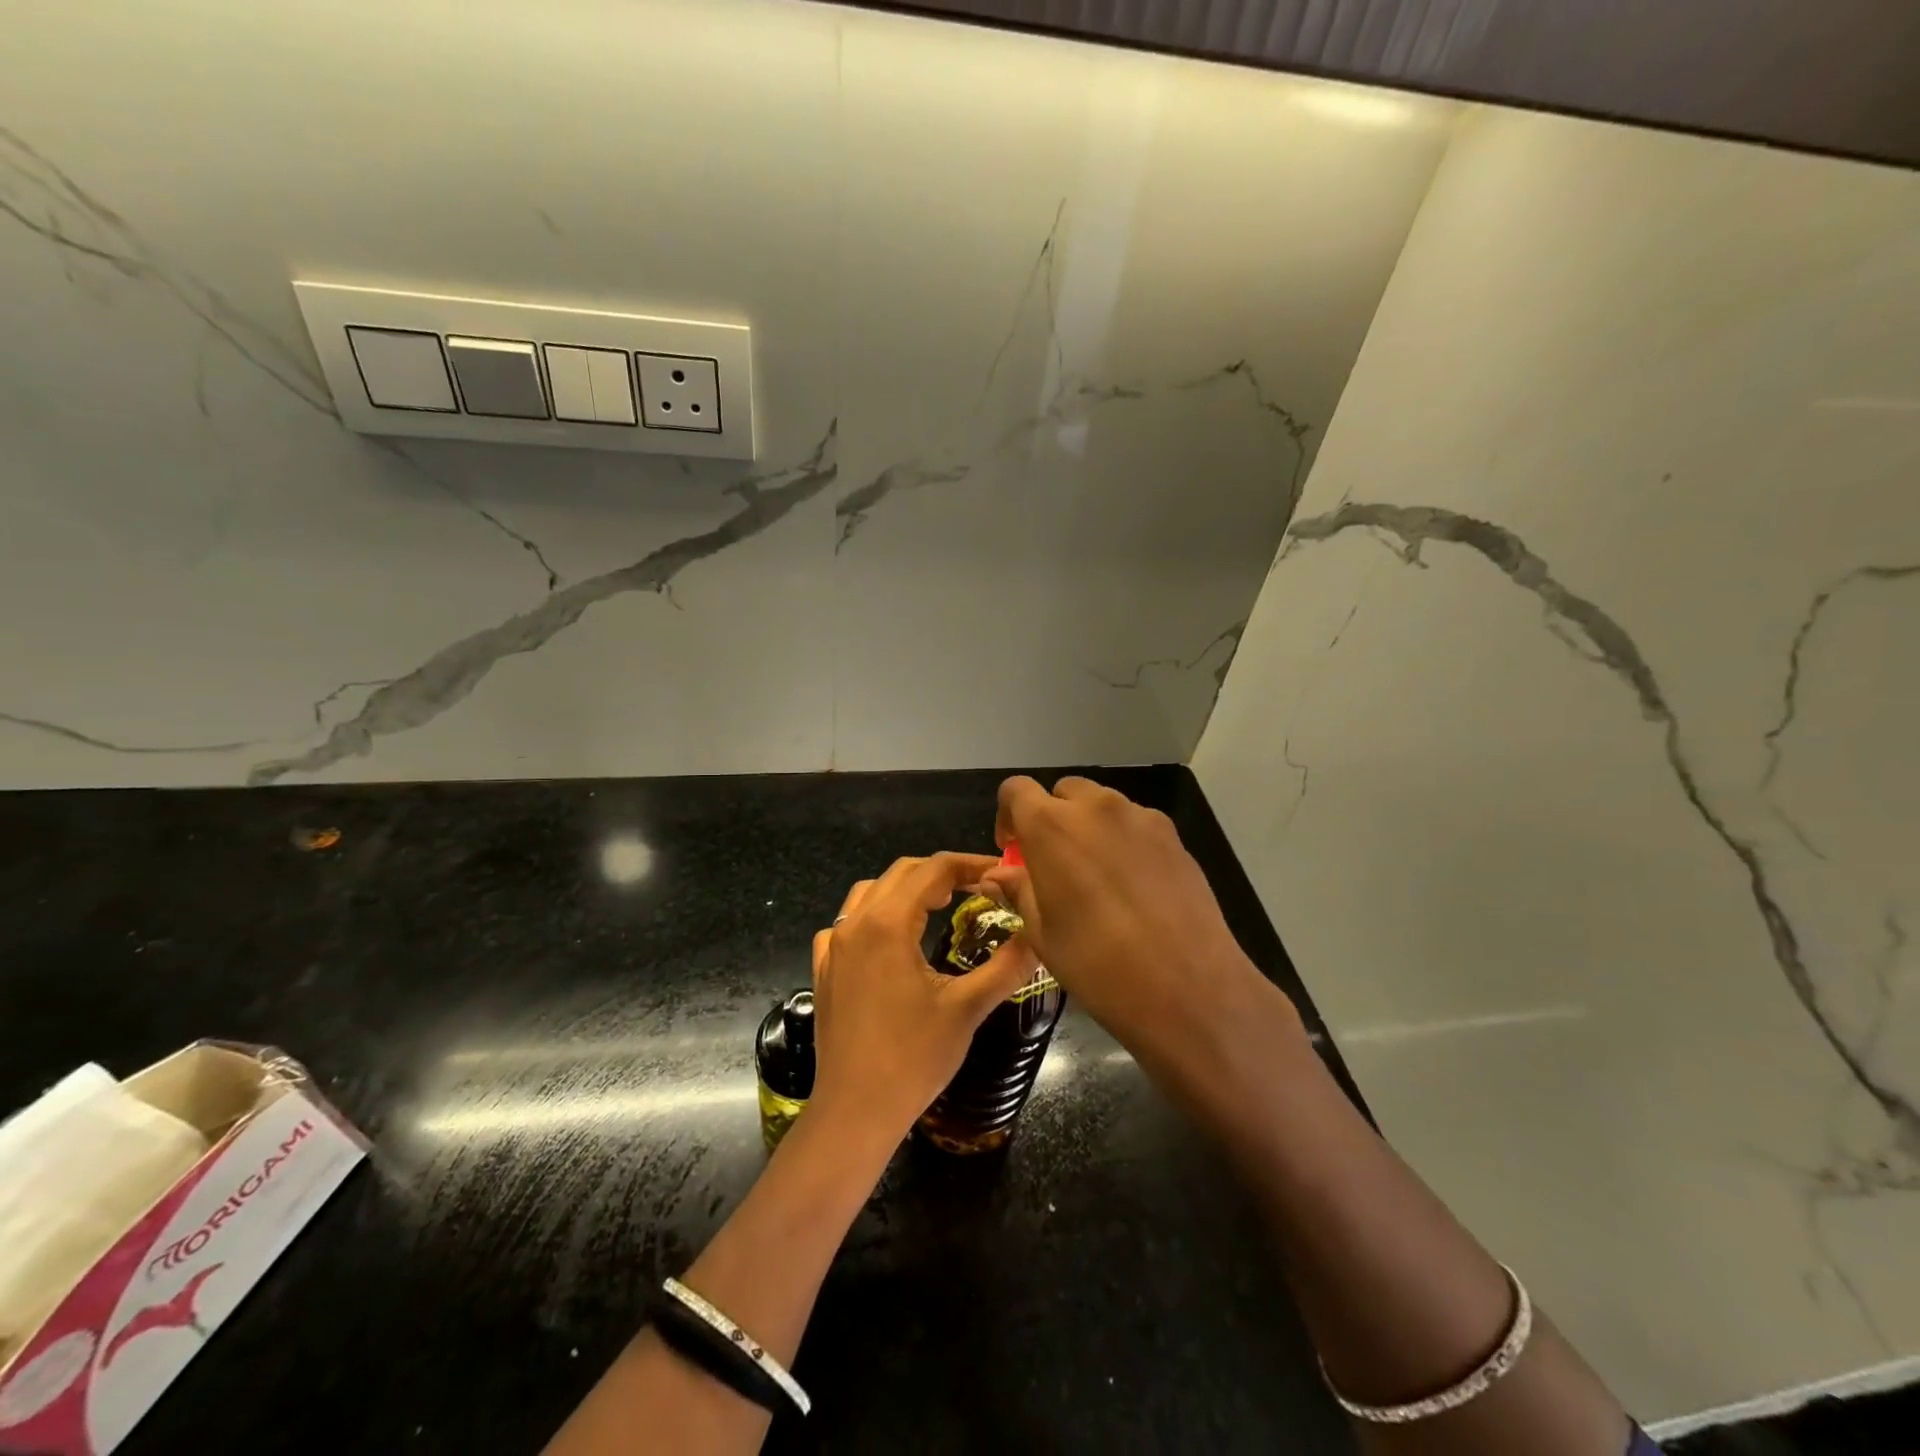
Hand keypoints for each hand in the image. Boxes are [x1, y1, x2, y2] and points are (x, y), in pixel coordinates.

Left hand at [807, 852, 1039, 1144]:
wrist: (855, 1111)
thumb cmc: (913, 1058)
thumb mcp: (967, 1009)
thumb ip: (1006, 966)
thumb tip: (1039, 937)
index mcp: (888, 922)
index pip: (933, 870)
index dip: (970, 864)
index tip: (999, 872)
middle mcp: (856, 923)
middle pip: (901, 873)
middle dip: (941, 872)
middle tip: (978, 888)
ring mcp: (833, 946)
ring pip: (870, 892)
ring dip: (906, 888)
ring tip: (938, 905)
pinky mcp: (824, 969)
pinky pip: (846, 923)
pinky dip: (874, 915)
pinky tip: (890, 939)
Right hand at [979, 776, 1304, 1073]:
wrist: (1185, 985)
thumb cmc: (1096, 962)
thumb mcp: (1043, 932)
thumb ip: (1019, 890)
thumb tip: (997, 876)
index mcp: (1051, 825)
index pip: (1016, 790)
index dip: (1008, 814)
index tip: (1013, 849)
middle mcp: (1095, 807)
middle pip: (1064, 792)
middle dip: (1052, 817)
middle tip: (1054, 862)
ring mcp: (1140, 818)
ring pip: (1103, 805)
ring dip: (1090, 826)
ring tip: (1097, 875)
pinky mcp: (1174, 836)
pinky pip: (1136, 824)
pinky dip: (1124, 840)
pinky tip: (1134, 886)